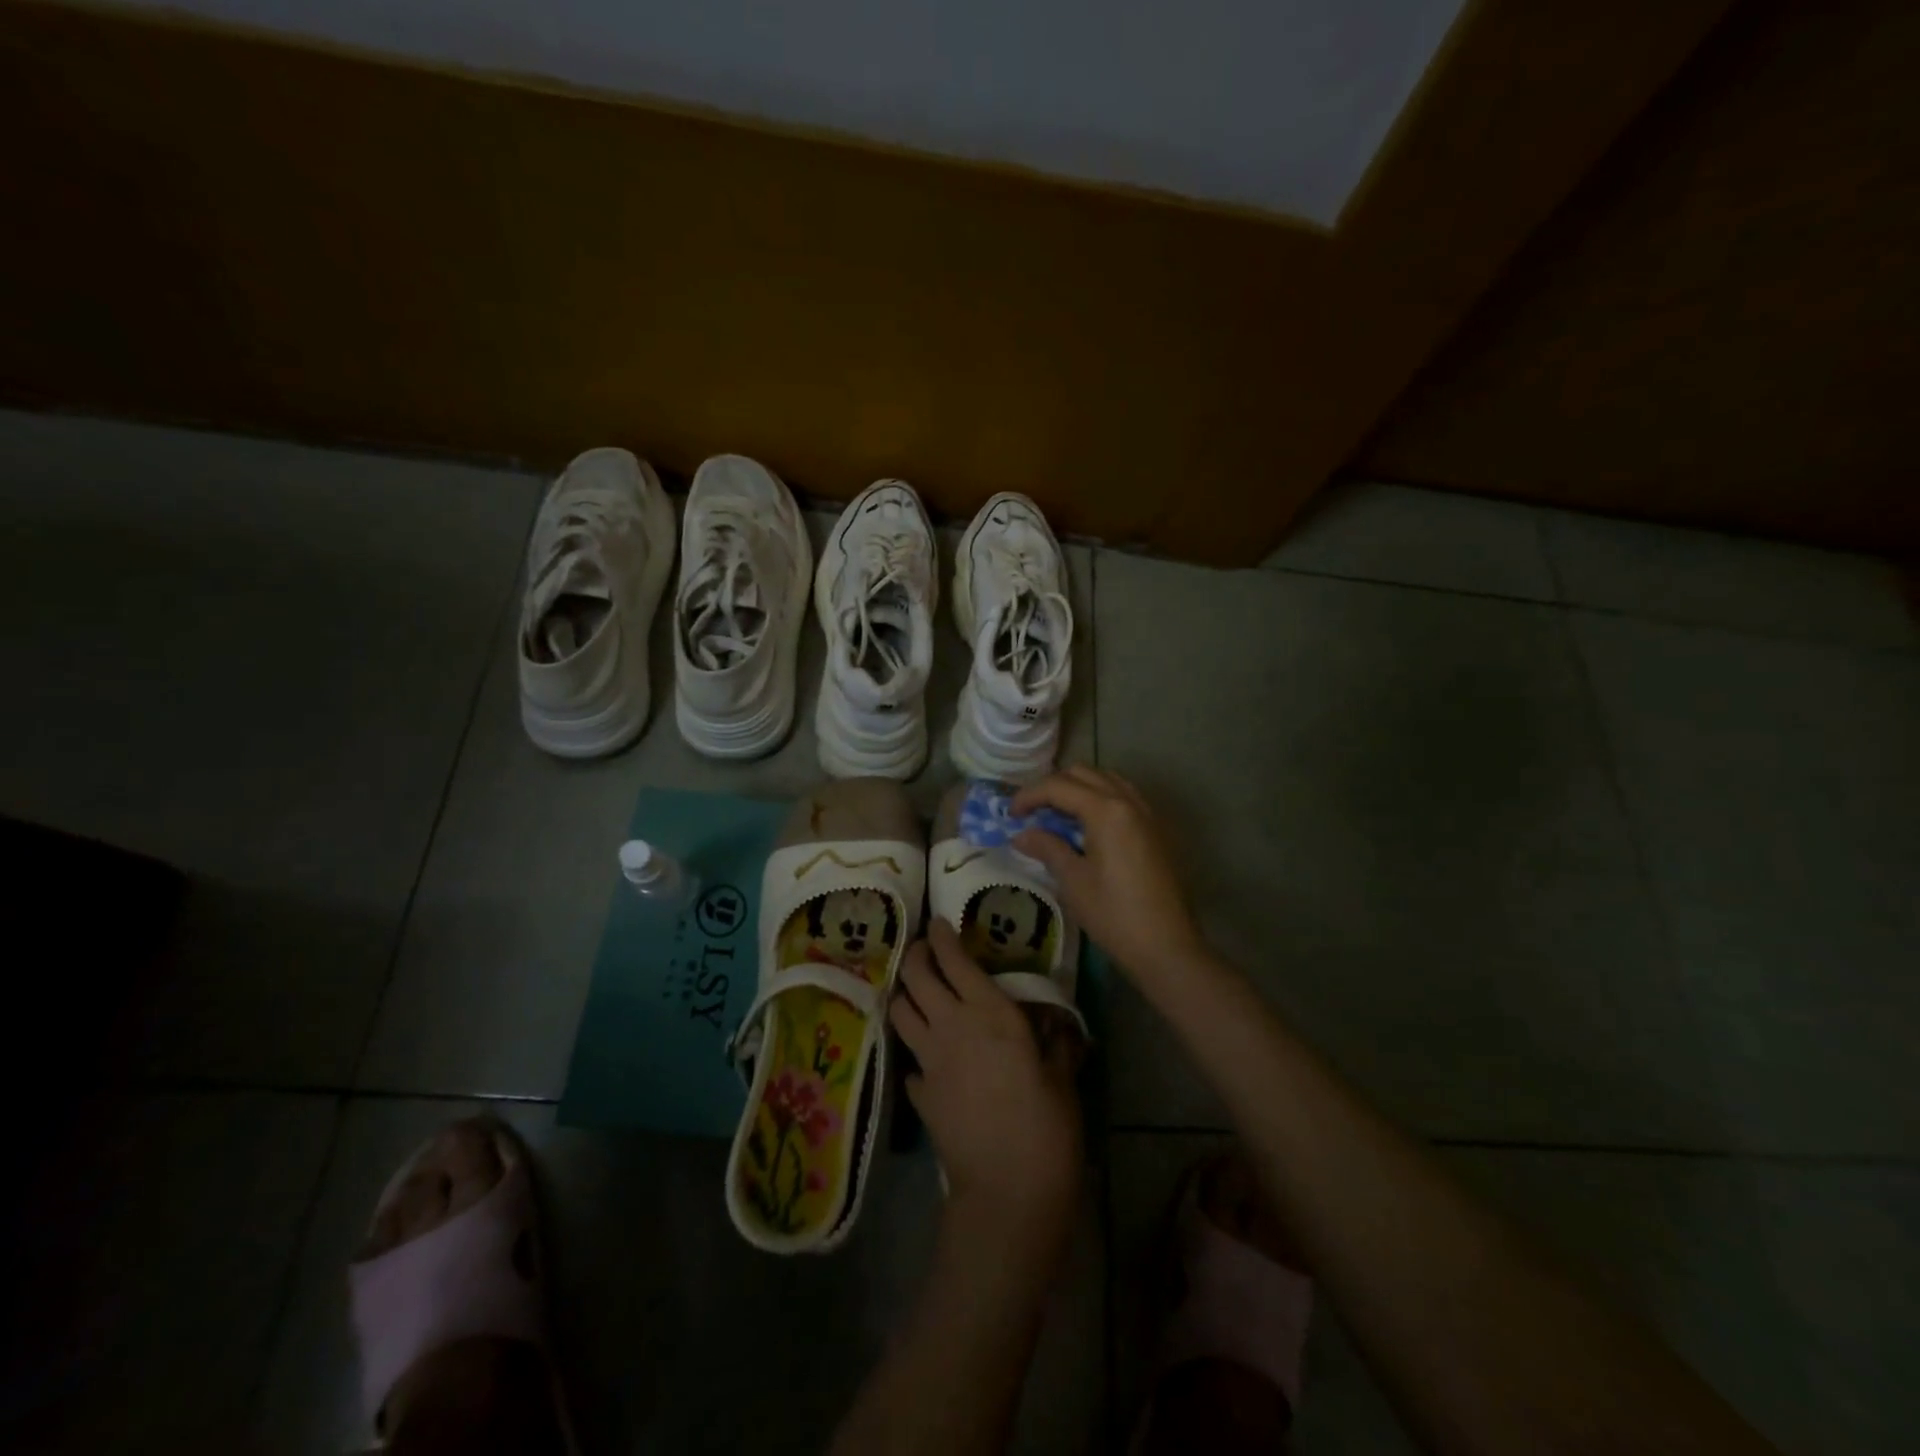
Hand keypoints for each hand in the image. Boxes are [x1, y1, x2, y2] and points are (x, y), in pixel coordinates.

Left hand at [889, 919, 1080, 1242]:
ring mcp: (929, 1059)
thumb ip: (1057, 1042)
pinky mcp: (918, 1093)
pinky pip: (909, 1059)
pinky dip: (915, 1049)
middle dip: (916, 954)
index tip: (939, 922)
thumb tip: (1058, 1023)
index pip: (954, 959)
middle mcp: (951, 1025)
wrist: (1006, 1192)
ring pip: (899, 1010)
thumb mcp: (1062, 1077)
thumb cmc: (1046, 1128)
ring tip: (916, 991)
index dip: (942, 936)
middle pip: (916, 976)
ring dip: (904, 993)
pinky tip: (930, 1056)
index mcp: (989, 1012)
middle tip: (926, 949)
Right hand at [1012, 765, 1205, 983]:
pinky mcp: (1155, 829)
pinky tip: (1087, 826)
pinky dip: (1099, 798)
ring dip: (1078, 788)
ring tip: (1057, 815)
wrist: (1166, 946)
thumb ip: (1047, 848)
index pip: (1059, 786)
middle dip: (1052, 786)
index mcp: (1106, 810)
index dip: (1029, 795)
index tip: (1010, 815)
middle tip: (1032, 812)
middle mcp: (1128, 801)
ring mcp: (1146, 813)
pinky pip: (1123, 796)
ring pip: (1106, 780)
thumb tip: (1022, 835)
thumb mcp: (1073, 881)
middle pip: (1083, 774)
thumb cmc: (1114, 914)